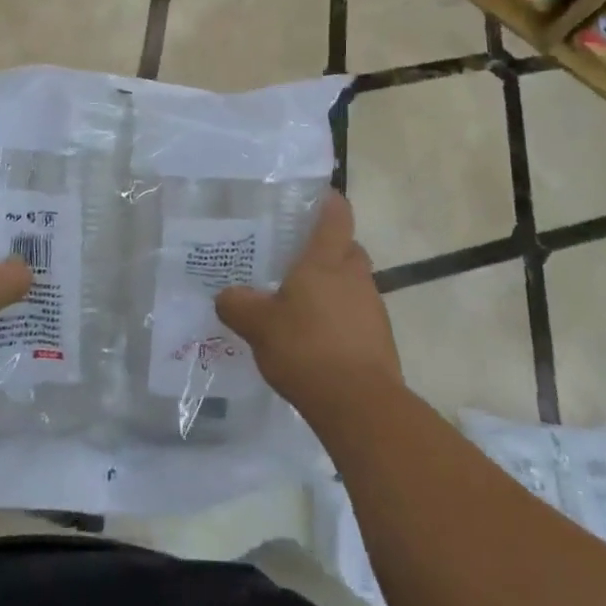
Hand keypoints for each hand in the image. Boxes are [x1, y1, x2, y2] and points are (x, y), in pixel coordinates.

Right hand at [214, 191, 401, 419]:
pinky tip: (316, 340)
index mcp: (326, 260)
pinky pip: (357, 316)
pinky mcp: (380, 339)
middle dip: (327, 251)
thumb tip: (225, 295)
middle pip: (347, 249)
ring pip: (353, 284)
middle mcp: (355, 276)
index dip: (328, 202)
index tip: (313, 199)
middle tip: (295, 261)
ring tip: (300, 306)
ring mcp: (373, 307)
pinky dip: (340, 320)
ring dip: (333, 289)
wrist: (360, 405)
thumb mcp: (258, 325)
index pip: (336, 215)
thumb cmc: (306, 348)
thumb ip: (238, 305)